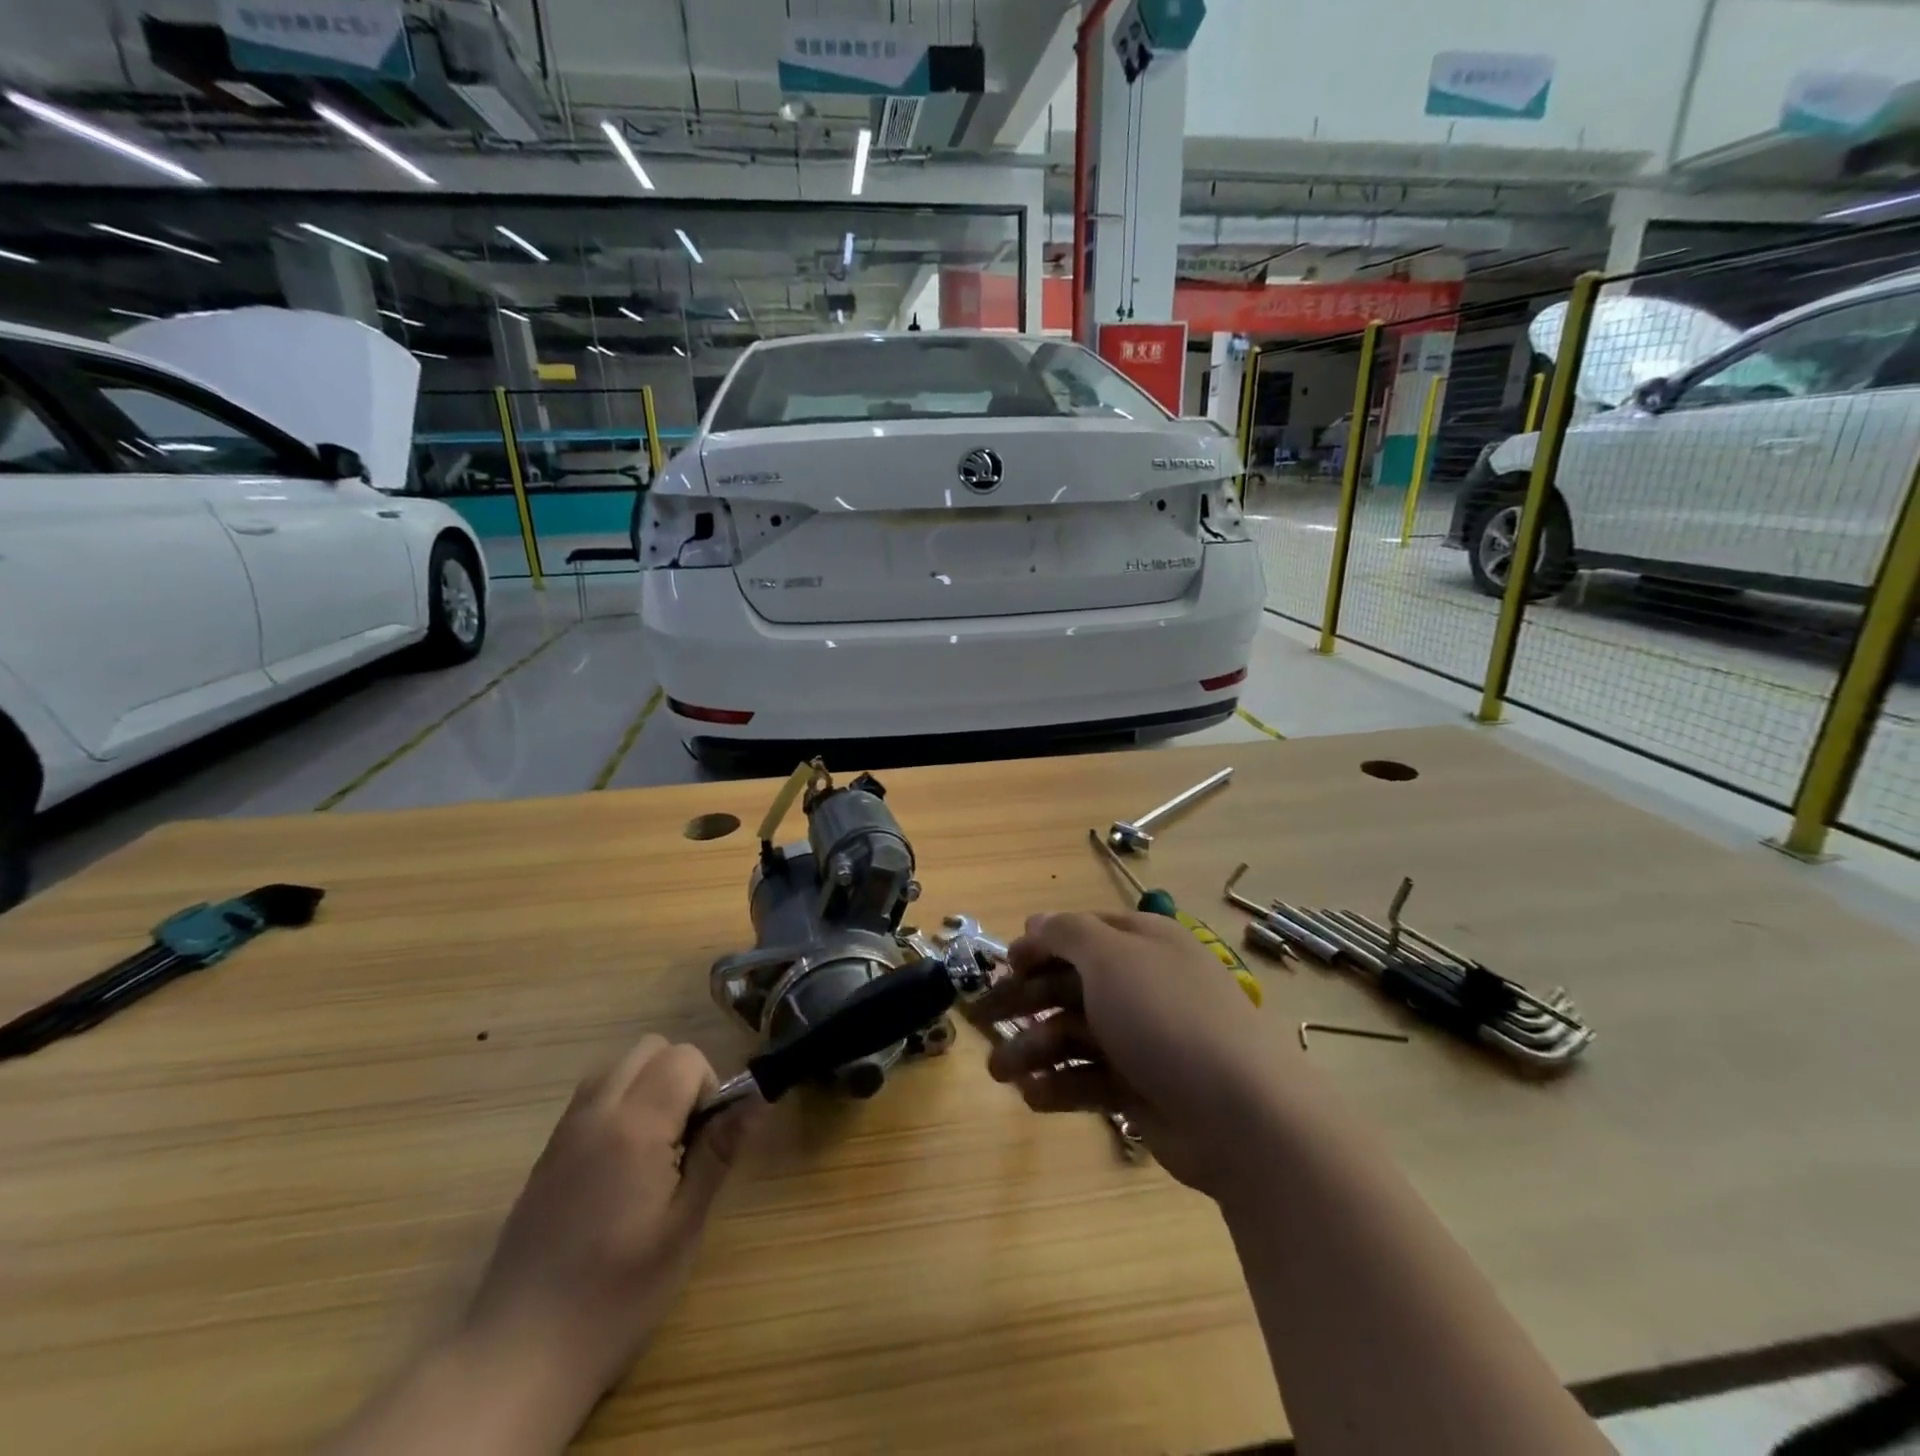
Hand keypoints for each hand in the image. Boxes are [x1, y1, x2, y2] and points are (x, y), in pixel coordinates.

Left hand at [461, 1035, 760, 1406]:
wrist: (519, 1355)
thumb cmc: (617, 1295)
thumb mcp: (684, 1227)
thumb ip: (719, 1151)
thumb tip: (758, 1097)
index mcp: (634, 1126)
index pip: (684, 1058)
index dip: (709, 1086)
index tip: (708, 1139)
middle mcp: (596, 1113)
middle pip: (650, 1048)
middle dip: (681, 1076)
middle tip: (688, 1138)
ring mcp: (565, 1132)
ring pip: (617, 1067)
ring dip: (647, 1085)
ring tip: (657, 1148)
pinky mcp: (546, 1155)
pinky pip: (591, 1098)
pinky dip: (618, 1105)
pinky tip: (622, 1166)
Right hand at [968, 911, 1291, 1195]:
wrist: (1241, 1115)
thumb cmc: (1166, 1017)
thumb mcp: (1112, 957)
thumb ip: (1067, 934)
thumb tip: (1036, 920)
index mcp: (1141, 944)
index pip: (1080, 934)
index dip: (1039, 946)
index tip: (1002, 964)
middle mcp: (1141, 985)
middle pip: (1070, 985)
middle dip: (1024, 1002)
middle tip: (980, 1021)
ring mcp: (1143, 1039)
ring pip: (1074, 1036)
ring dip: (1033, 1050)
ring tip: (999, 1072)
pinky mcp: (1142, 1088)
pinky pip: (1090, 1079)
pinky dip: (1060, 1086)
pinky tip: (1033, 1097)